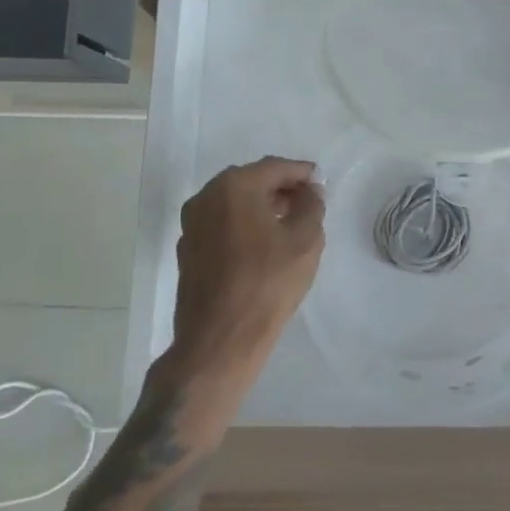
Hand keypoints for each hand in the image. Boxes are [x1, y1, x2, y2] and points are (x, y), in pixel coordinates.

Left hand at [159, 157, 325, 412]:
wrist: (219, 342)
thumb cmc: (267, 284)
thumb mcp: (305, 240)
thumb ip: (312, 205)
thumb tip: (310, 191)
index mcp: (234, 186)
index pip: (274, 167)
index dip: (302, 173)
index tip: (321, 182)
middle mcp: (206, 197)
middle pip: (251, 181)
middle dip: (280, 188)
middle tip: (308, 201)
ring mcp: (192, 225)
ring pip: (234, 203)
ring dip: (261, 206)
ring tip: (289, 224)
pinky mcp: (188, 251)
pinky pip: (222, 225)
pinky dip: (243, 225)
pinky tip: (263, 246)